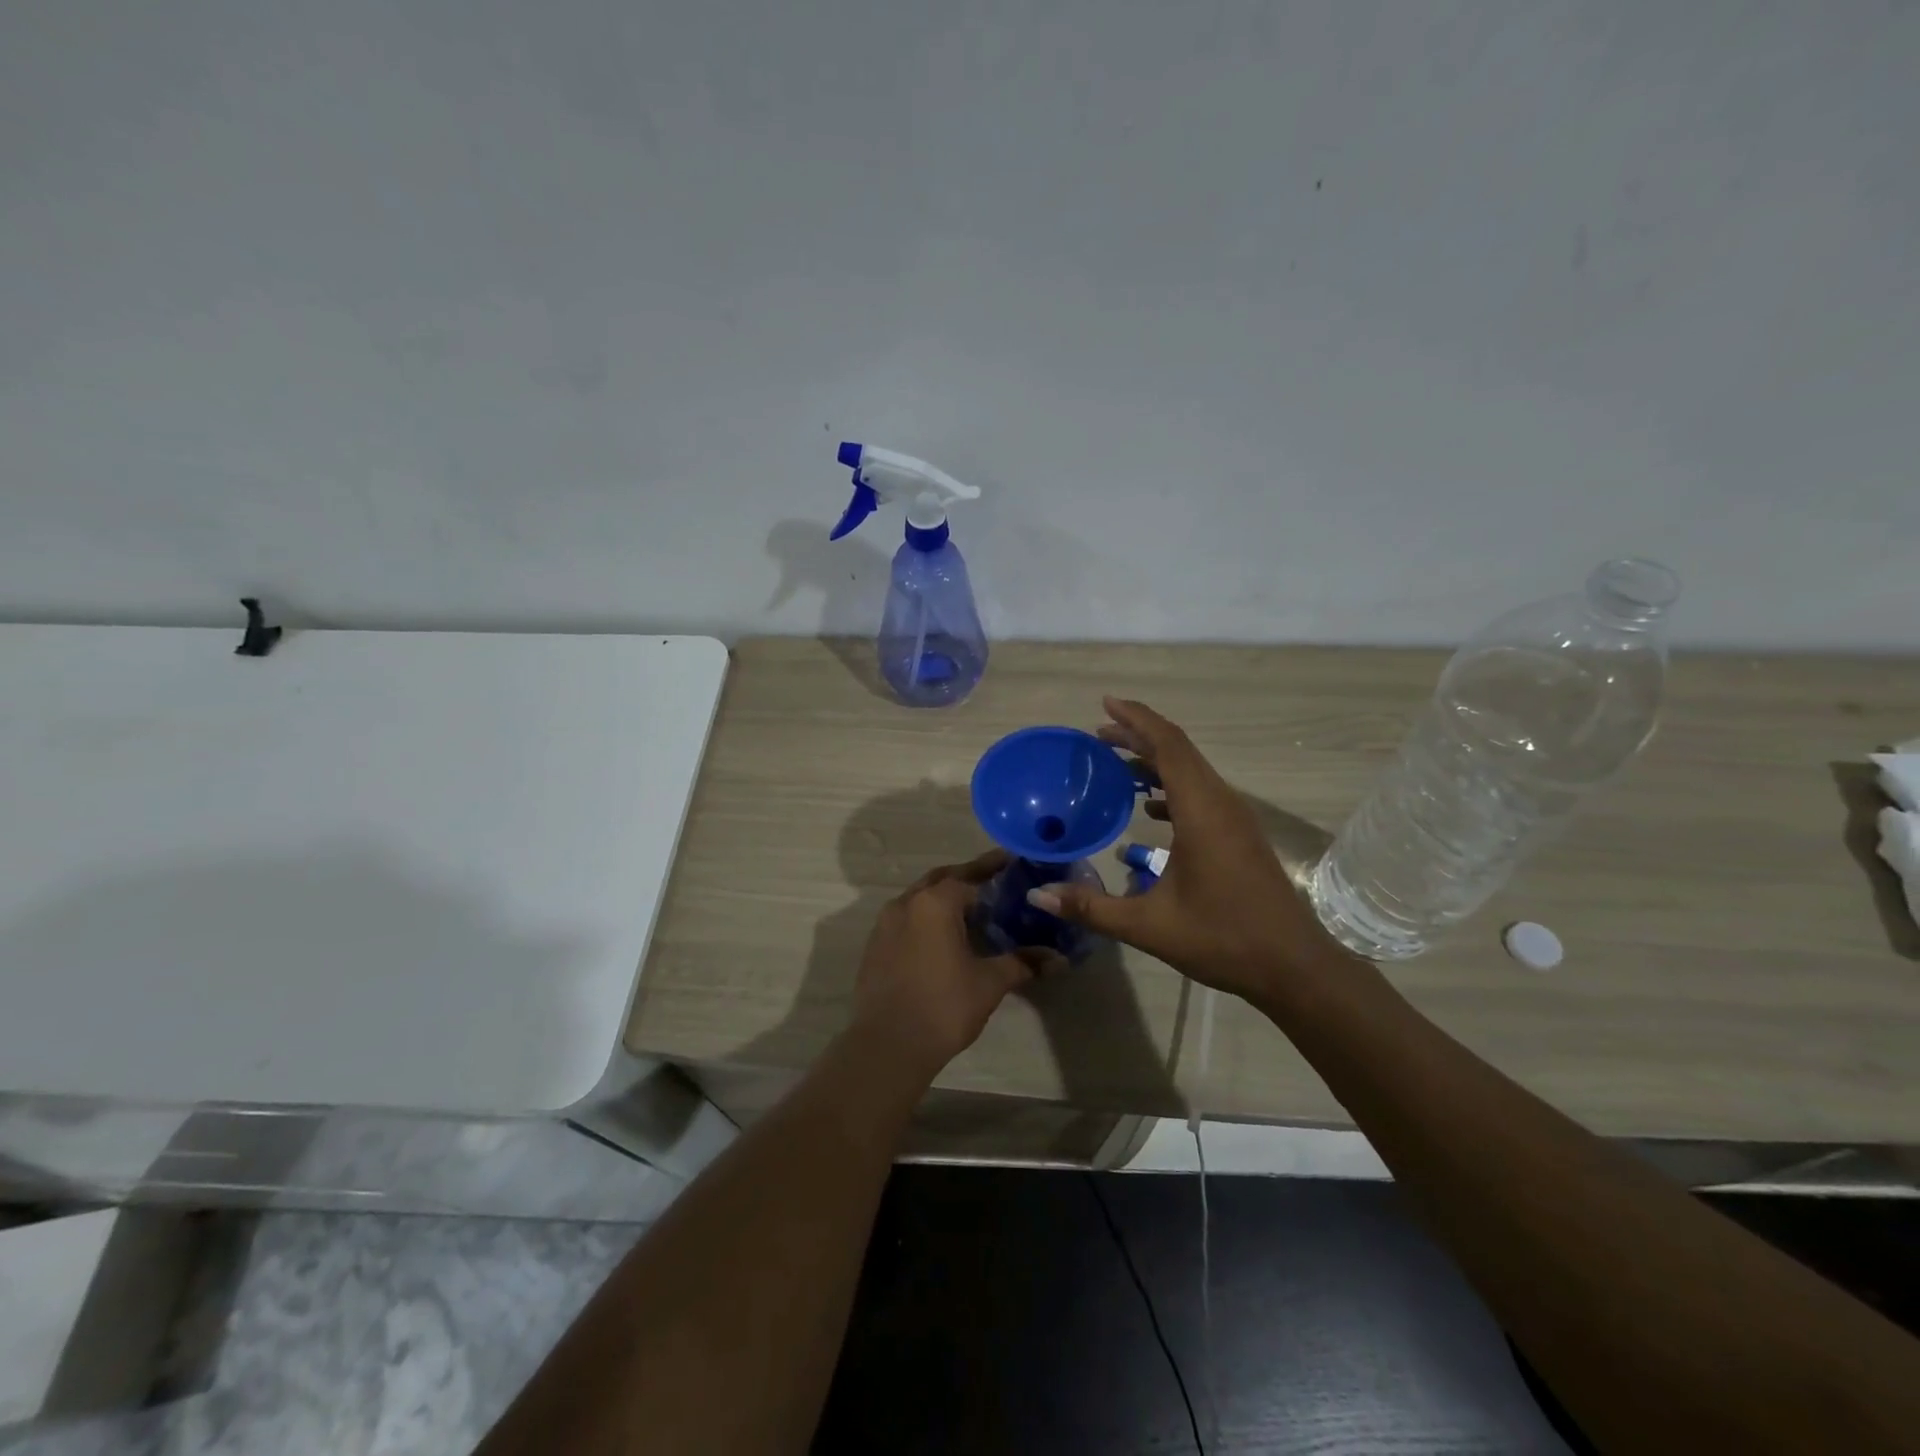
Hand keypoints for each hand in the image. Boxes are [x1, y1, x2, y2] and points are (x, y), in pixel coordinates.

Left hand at [850, 850, 1058, 1076]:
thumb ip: (1023, 963)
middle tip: (995, 881)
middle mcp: (906, 903)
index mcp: (935, 902)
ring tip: (972, 910)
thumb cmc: (944, 1006)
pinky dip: (926, 919)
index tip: (1013, 863)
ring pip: (920, 899)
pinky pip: (906, 920)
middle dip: (967, 878)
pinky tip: (943, 937)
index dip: (993, 870)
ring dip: (944, 898)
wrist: (887, 1045)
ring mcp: (885, 924)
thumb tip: (1058, 959)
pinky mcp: (875, 947)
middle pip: (941, 880)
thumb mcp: (990, 982)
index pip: (970, 876)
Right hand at [1026, 698, 1349, 1001]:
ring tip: (1116, 762)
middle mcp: (1221, 803)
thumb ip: (1091, 908)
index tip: (1105, 704)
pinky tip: (1148, 807)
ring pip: (1192, 770)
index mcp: (1201, 811)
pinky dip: (1171, 786)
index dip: (1136, 719)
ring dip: (1155, 760)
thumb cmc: (1223, 939)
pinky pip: (1201, 792)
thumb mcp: (1148, 926)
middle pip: (1179, 750)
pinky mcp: (1240, 834)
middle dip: (1138, 735)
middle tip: (1098, 732)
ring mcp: (1235, 818)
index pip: (1168, 746)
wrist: (1294, 966)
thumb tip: (1037, 896)